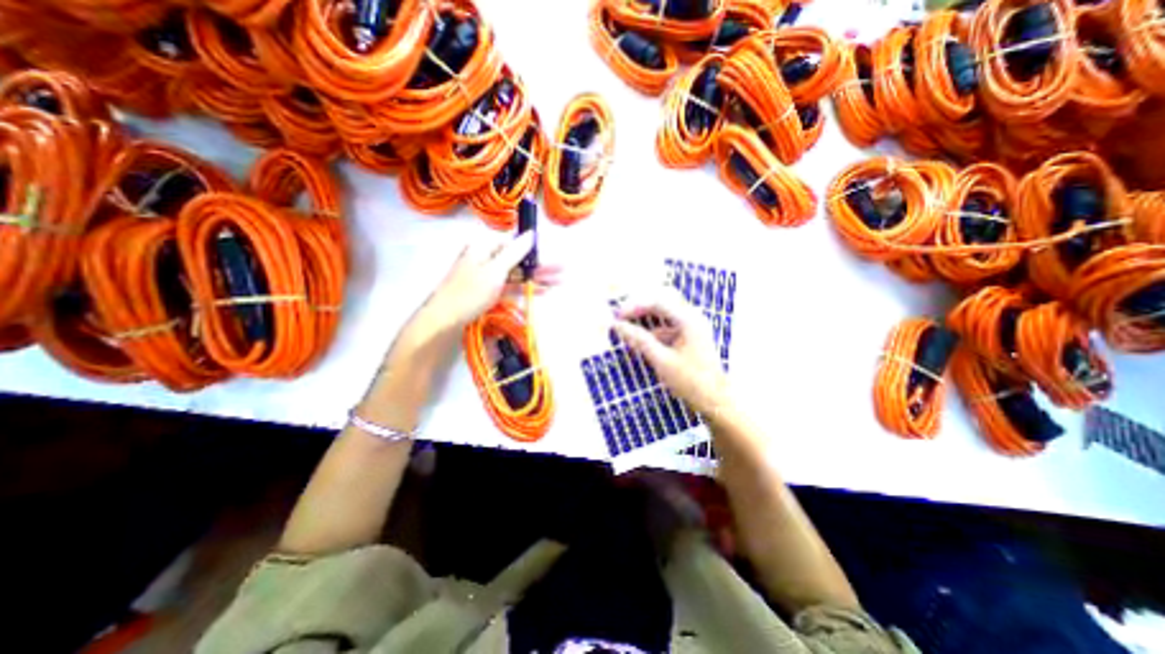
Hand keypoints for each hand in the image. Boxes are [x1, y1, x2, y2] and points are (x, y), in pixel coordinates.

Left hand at [418, 232, 563, 333]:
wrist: (446, 319)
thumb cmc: (470, 292)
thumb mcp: (495, 270)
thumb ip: (515, 252)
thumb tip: (530, 234)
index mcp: (484, 247)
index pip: (514, 243)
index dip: (533, 250)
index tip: (550, 256)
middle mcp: (486, 258)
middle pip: (518, 259)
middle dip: (540, 266)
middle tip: (561, 270)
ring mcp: (487, 275)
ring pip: (516, 273)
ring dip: (536, 278)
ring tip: (558, 281)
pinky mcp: (488, 290)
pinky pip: (510, 285)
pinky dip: (525, 287)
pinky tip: (541, 290)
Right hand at [613, 289, 730, 420]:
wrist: (716, 402)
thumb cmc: (691, 381)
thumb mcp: (661, 360)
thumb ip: (639, 340)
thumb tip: (617, 326)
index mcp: (689, 320)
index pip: (657, 302)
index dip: (634, 306)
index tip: (617, 316)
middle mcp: (692, 318)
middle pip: (662, 303)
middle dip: (640, 308)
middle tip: (621, 316)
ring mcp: (692, 328)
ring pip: (665, 316)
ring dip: (646, 321)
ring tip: (628, 330)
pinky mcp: (690, 339)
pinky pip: (669, 329)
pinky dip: (654, 333)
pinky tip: (642, 343)